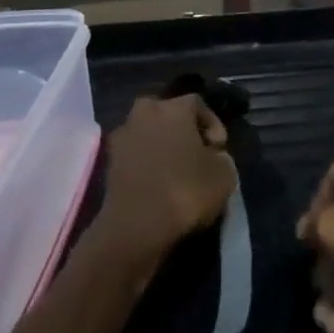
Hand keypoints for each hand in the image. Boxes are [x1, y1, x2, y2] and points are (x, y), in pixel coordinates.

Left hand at [94, 94, 237, 272]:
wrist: (135, 227)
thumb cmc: (185, 191)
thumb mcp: (224, 175)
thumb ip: (222, 157)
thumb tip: (213, 157)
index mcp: (175, 106)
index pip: (198, 105)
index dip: (213, 126)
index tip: (219, 150)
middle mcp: (146, 111)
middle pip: (169, 115)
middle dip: (182, 131)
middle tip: (196, 156)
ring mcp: (123, 136)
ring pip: (149, 134)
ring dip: (161, 148)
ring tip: (176, 173)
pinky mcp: (108, 162)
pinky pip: (135, 156)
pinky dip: (146, 165)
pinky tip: (158, 186)